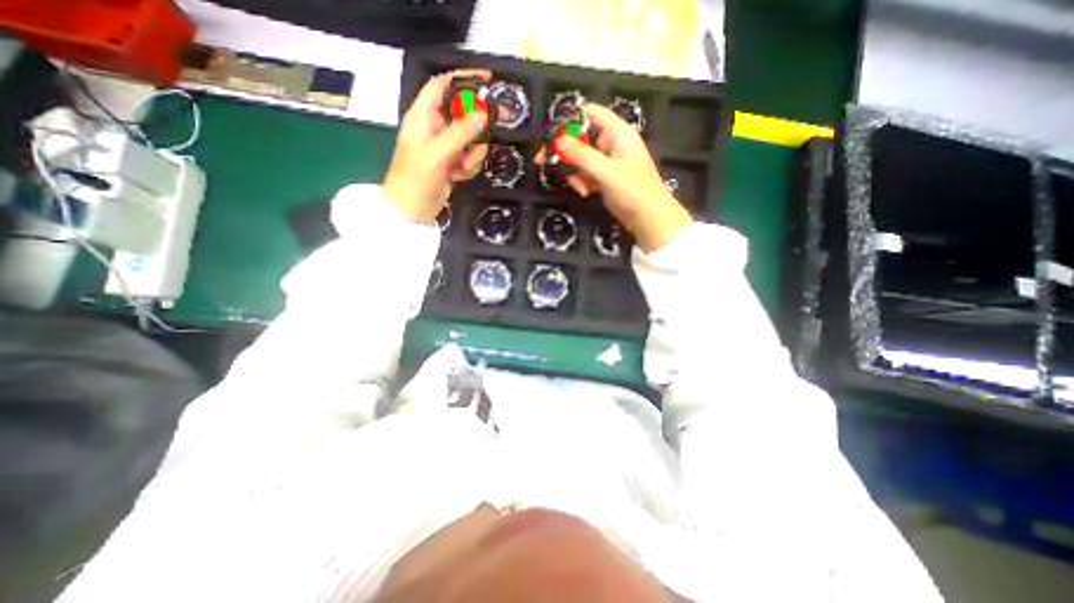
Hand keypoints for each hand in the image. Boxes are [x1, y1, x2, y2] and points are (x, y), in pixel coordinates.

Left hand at [382, 69, 488, 223]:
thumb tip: (484, 114)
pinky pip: (470, 157)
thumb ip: (462, 132)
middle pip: (463, 113)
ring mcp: (445, 146)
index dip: (463, 79)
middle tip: (497, 123)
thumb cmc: (416, 178)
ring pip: (471, 139)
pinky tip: (459, 176)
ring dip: (472, 154)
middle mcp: (434, 127)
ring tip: (461, 167)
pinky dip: (469, 166)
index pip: (443, 86)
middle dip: (477, 123)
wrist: (412, 210)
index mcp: (423, 116)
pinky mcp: (452, 163)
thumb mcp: (438, 152)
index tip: (487, 80)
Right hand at [536, 103, 695, 251]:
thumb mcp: (606, 172)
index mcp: (618, 133)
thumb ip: (582, 156)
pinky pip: (586, 174)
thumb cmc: (633, 191)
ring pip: (581, 159)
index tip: (550, 132)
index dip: (570, 118)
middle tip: (542, 161)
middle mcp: (612, 144)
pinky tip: (586, 193)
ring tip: (580, 188)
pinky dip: (582, 182)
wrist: (649, 220)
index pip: (591, 113)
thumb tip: (557, 140)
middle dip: (565, 151)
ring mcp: (608, 162)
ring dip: (574, 172)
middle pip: (581, 138)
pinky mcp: (605, 178)